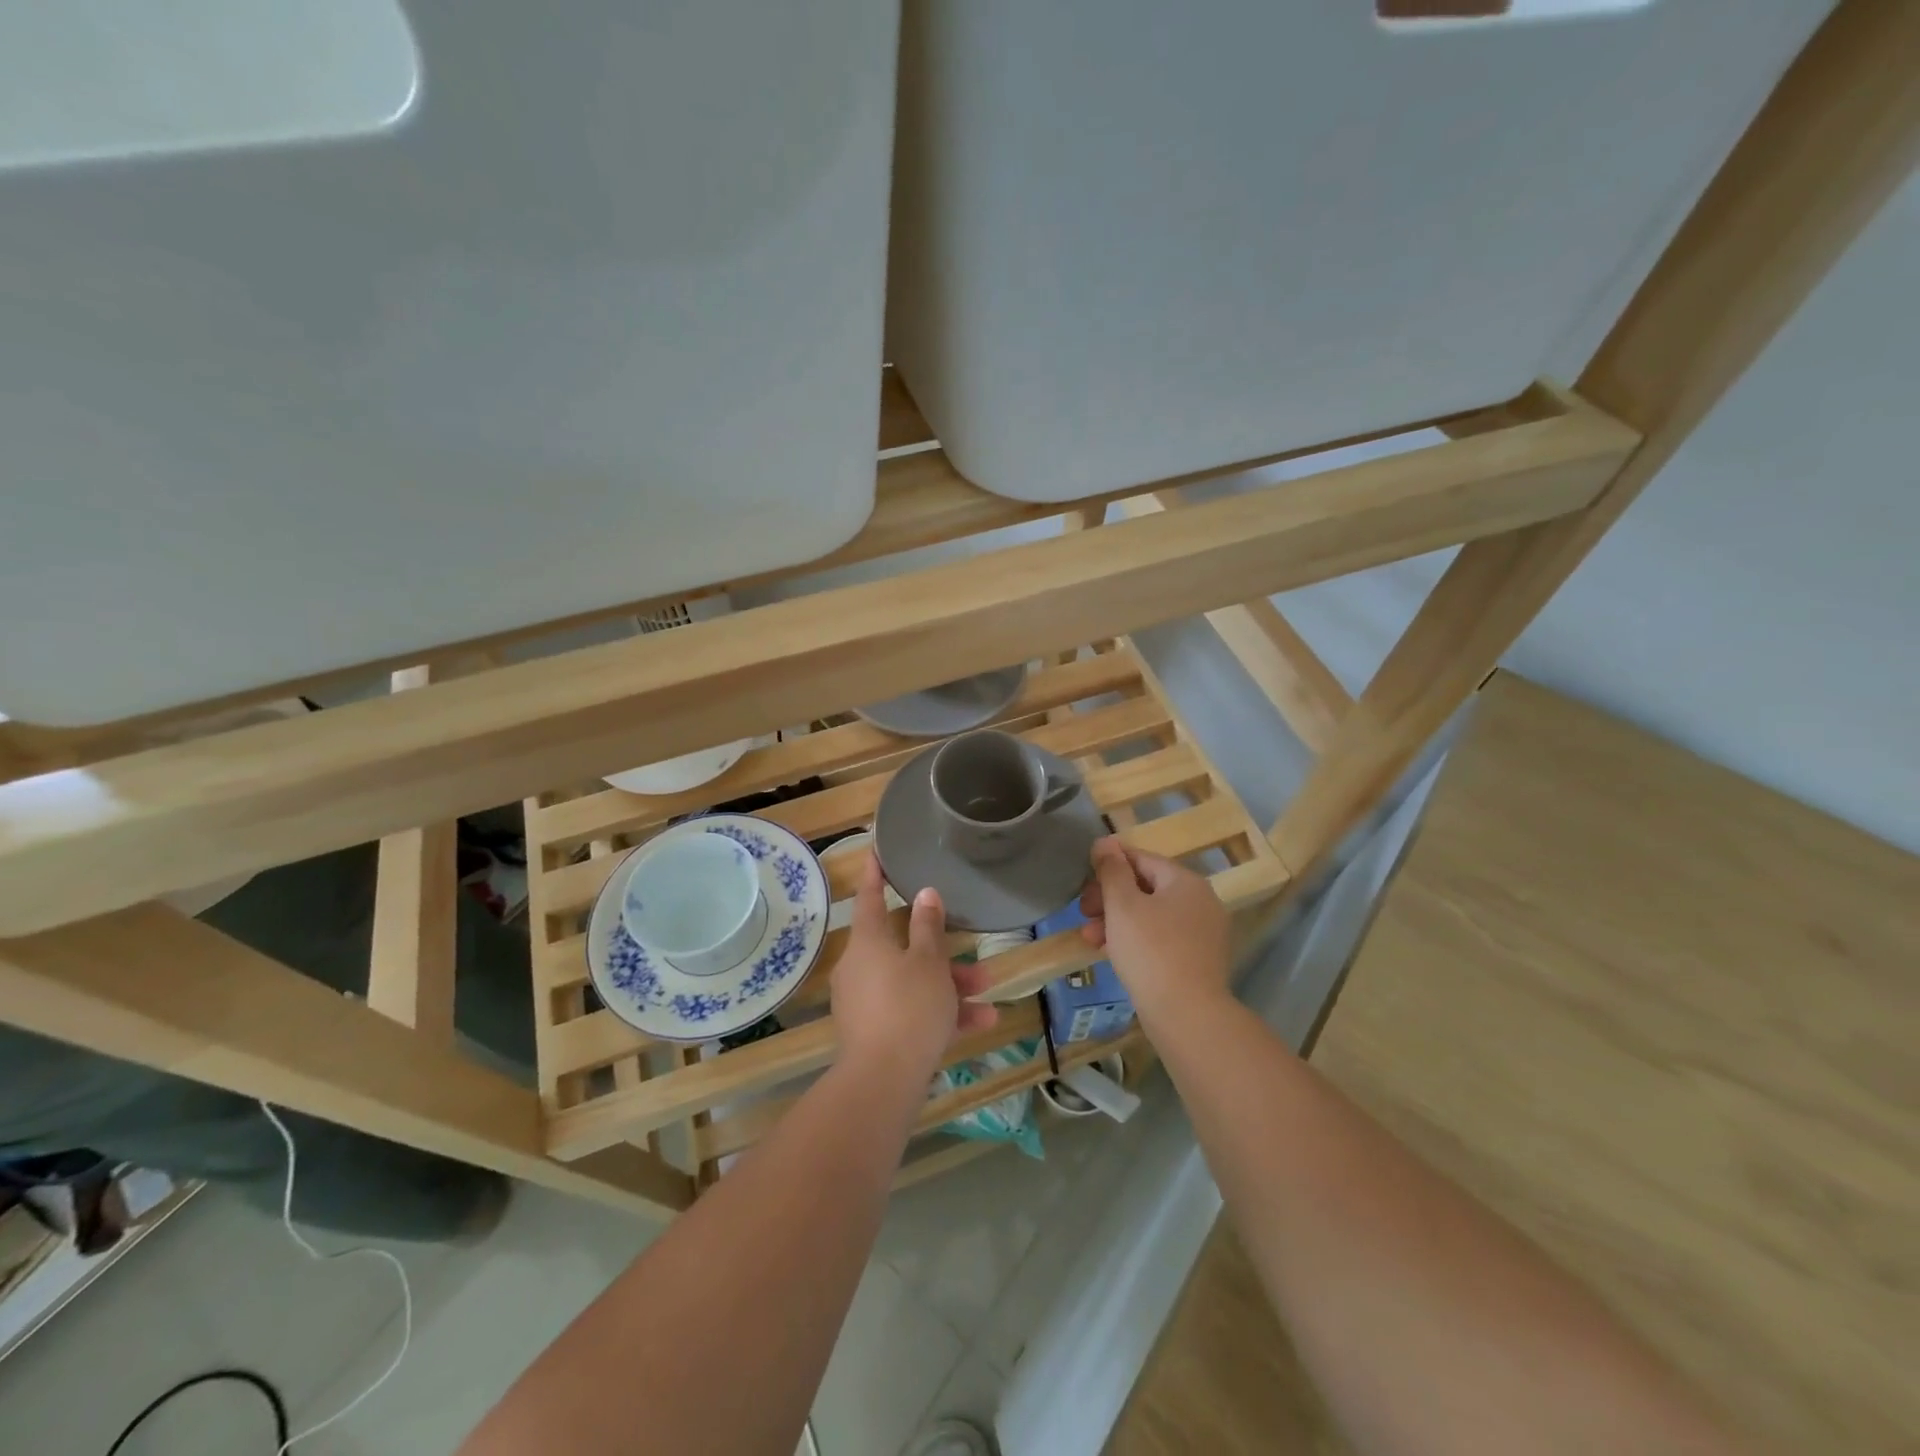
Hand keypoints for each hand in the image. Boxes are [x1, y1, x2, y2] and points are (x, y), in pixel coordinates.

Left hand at [833, 856, 998, 1081]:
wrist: (883, 1080)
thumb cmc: (908, 1006)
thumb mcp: (928, 962)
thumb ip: (928, 927)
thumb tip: (924, 894)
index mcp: (867, 942)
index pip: (870, 898)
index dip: (875, 875)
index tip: (876, 852)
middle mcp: (861, 967)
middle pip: (903, 947)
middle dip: (942, 953)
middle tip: (972, 952)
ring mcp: (865, 1002)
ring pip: (912, 982)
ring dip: (950, 986)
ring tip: (988, 992)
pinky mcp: (875, 1032)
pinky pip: (910, 1011)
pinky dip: (940, 1013)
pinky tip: (981, 1022)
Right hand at [1079, 838, 1230, 1021]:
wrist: (1187, 1015)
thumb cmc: (1150, 951)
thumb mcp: (1122, 905)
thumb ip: (1111, 870)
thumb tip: (1105, 841)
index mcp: (1185, 881)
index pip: (1141, 858)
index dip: (1108, 866)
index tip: (1083, 884)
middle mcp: (1200, 901)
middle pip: (1146, 887)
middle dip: (1109, 898)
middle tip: (1083, 912)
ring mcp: (1202, 933)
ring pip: (1150, 915)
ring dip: (1116, 921)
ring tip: (1089, 938)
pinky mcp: (1197, 960)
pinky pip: (1160, 938)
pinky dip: (1135, 940)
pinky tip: (1110, 953)